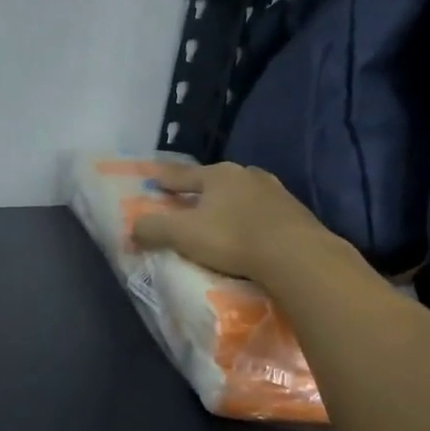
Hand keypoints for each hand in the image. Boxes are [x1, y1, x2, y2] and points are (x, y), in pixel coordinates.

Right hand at [131, 161, 359, 284]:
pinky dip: (252, 220)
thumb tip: (131, 229)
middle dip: (202, 191)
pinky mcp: (296, 214)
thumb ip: (153, 229)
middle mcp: (247, 175)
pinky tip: (251, 234)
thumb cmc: (233, 238)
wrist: (298, 256)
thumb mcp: (183, 235)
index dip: (166, 179)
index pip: (183, 174)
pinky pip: (264, 214)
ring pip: (243, 195)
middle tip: (189, 203)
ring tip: (222, 219)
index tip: (153, 180)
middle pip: (216, 181)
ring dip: (230, 205)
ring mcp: (276, 192)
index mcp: (218, 174)